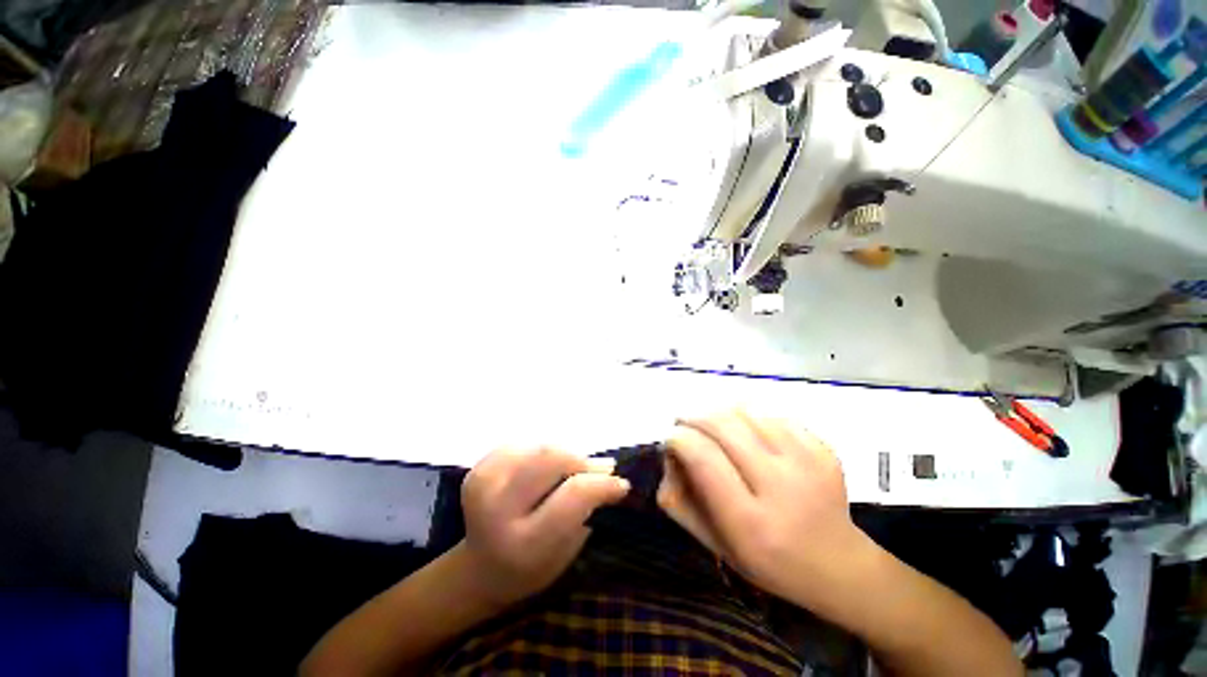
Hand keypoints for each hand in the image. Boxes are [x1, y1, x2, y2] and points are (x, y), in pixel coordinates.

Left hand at [460, 447, 629, 607]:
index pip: (573, 494)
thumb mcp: (567, 549)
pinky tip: (546, 469)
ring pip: (541, 446)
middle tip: (600, 470)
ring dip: (565, 455)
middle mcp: (497, 508)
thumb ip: (588, 509)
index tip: (621, 483)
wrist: (482, 567)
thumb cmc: (534, 565)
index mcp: (523, 542)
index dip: (603, 483)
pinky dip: (544, 452)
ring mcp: (483, 482)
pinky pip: (525, 443)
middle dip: (583, 460)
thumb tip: (609, 470)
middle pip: (552, 457)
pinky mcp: (479, 466)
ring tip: (572, 471)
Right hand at [658, 410, 870, 609]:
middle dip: (694, 417)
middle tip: (684, 423)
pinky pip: (771, 415)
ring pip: (746, 412)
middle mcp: (781, 487)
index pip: (703, 457)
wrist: (839, 565)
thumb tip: (668, 458)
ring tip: (713, 427)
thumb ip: (680, 503)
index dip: (678, 438)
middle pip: (723, 425)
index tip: (671, 438)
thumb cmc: (768, 561)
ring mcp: (808, 463)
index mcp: (751, 522)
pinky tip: (747, 434)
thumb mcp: (714, 546)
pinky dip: (749, 417)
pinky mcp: (823, 449)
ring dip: (719, 413)